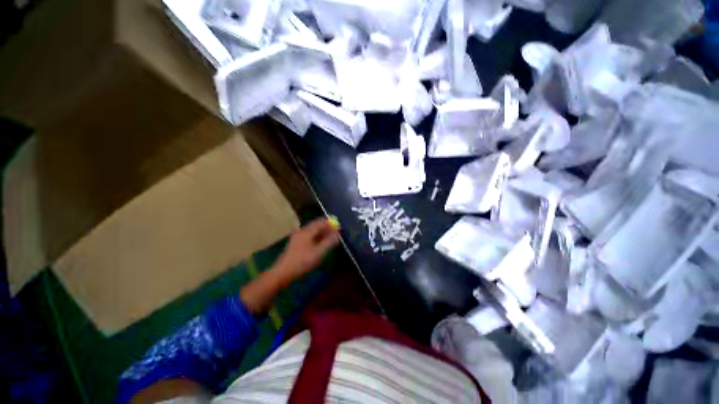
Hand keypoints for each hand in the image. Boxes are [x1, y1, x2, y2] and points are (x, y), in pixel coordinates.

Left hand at [273, 218, 339, 281]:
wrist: (283, 272)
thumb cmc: (302, 262)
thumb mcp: (318, 252)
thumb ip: (329, 242)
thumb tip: (337, 234)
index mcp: (307, 231)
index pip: (320, 222)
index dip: (330, 223)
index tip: (338, 226)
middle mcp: (301, 231)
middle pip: (316, 225)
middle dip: (326, 228)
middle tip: (335, 232)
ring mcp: (297, 237)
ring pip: (312, 231)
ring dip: (321, 233)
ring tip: (329, 239)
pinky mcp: (295, 243)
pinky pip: (308, 236)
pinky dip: (315, 237)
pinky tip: (319, 244)